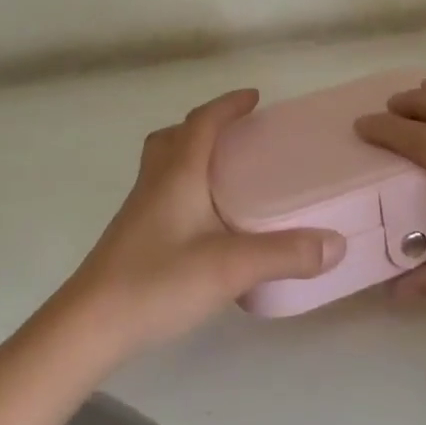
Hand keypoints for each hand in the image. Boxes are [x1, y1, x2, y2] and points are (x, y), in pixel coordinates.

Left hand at [59, 89, 347, 356]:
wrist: (89, 327)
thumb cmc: (158, 282)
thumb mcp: (232, 267)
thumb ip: (285, 254)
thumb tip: (336, 244)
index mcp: (178, 174)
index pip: (202, 122)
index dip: (228, 104)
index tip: (254, 98)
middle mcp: (155, 184)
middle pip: (173, 137)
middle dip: (204, 127)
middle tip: (236, 137)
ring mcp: (138, 211)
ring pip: (163, 166)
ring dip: (191, 157)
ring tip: (225, 177)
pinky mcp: (132, 238)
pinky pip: (161, 194)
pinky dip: (184, 190)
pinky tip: (205, 224)